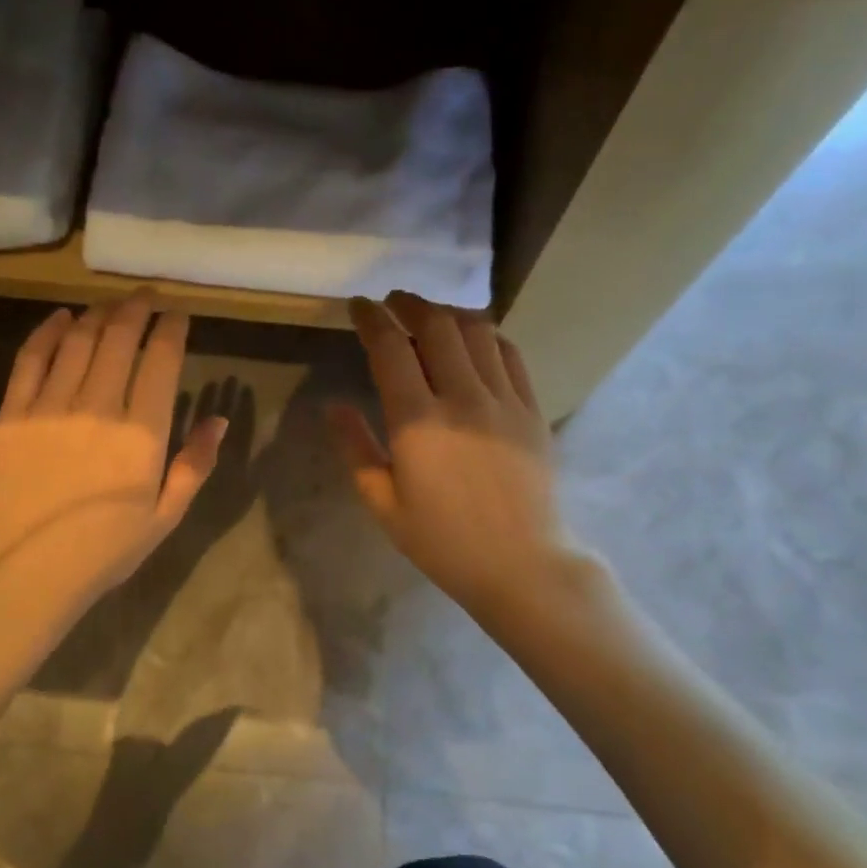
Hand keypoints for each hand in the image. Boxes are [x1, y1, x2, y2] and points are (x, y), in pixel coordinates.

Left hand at [0, 293, 226, 619]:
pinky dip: (48, 331)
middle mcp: (98, 407)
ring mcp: (50, 406)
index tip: (178, 314)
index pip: (161, 359)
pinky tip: (61, 318)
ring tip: (112, 304)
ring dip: (99, 314)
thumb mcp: (166, 515)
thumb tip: (218, 420)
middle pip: (119, 338)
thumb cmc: (106, 549)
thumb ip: (195, 464)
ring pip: (78, 340)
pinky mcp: (13, 413)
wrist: (28, 572)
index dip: (171, 328)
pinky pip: (31, 358)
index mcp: (142, 434)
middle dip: (137, 309)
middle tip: (147, 296)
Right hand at [330, 292, 568, 613]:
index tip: (359, 306)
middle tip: (393, 302)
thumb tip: (334, 406)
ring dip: (448, 313)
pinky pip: (510, 354)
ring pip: (476, 331)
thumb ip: (356, 449)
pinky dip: (487, 335)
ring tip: (431, 316)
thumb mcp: (384, 505)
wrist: (523, 565)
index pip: (390, 348)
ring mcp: (503, 400)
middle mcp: (462, 398)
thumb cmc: (444, 542)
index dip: (371, 319)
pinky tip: (475, 340)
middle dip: (409, 304)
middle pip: (436, 326)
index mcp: (417, 422)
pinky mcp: (532, 408)